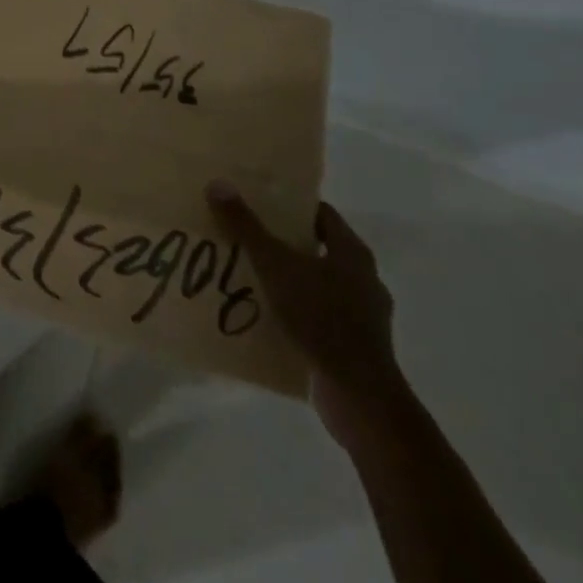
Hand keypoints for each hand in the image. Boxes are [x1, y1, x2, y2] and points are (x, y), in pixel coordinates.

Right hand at [206, 185, 406, 446]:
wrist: (360, 398)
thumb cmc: (321, 318)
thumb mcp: (275, 266)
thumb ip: (246, 227)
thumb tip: (218, 184)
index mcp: (353, 252)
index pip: (320, 213)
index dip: (290, 206)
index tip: (259, 203)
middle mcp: (364, 279)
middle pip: (318, 248)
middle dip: (284, 244)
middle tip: (247, 237)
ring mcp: (365, 317)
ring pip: (319, 286)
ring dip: (291, 282)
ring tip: (252, 278)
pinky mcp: (357, 349)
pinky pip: (321, 319)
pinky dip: (298, 315)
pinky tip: (270, 319)